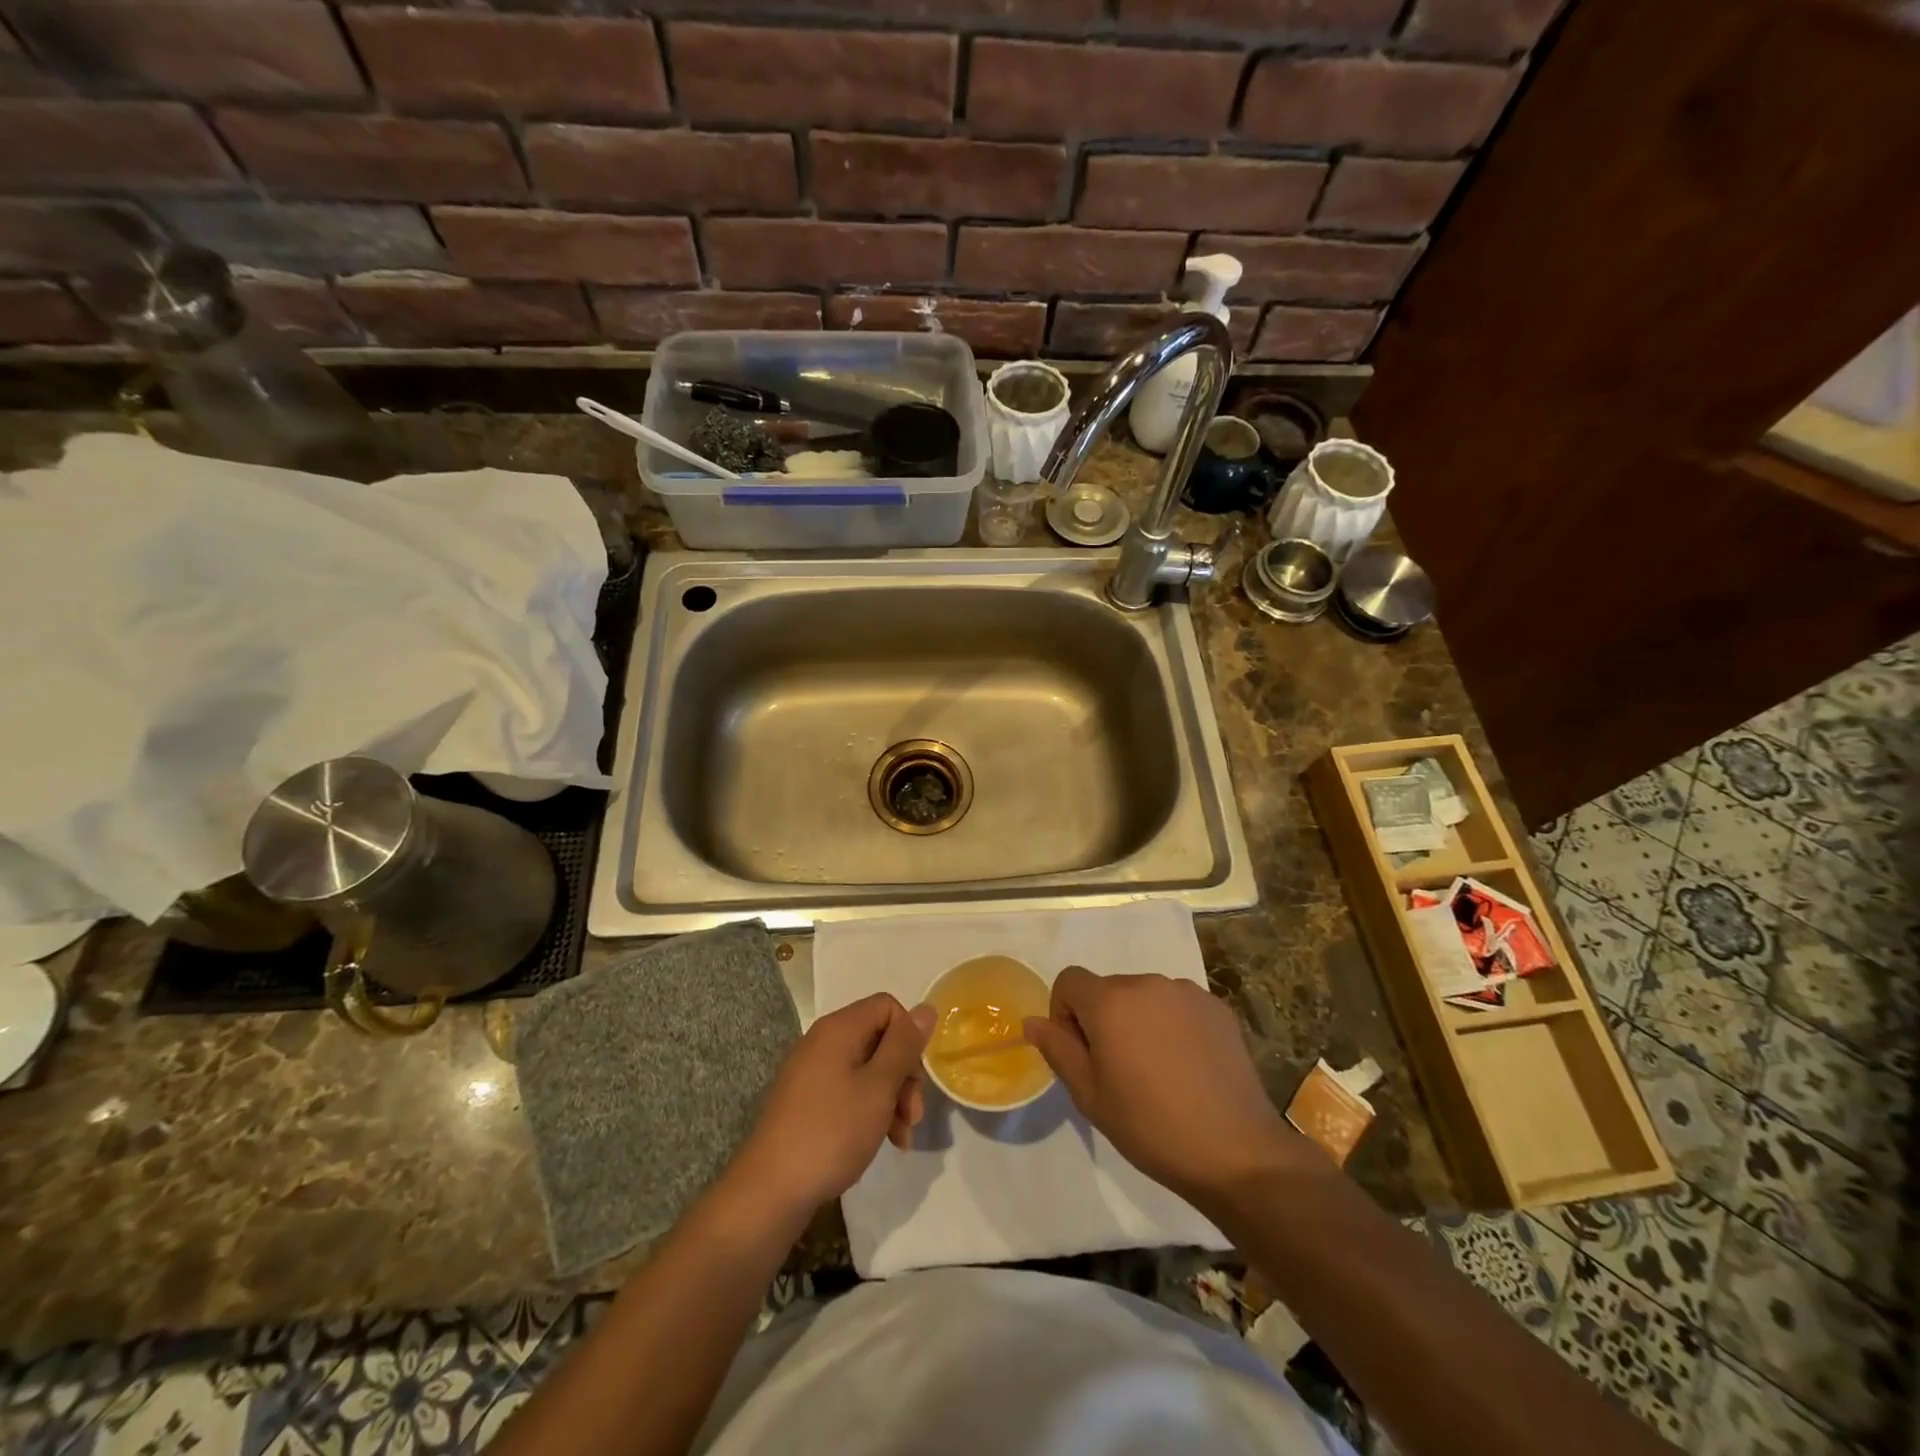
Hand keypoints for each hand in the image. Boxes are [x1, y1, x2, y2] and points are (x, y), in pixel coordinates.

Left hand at [735, 994, 934, 1213]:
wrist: (770, 1190)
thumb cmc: (832, 1132)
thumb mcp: (878, 1087)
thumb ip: (904, 1046)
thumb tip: (926, 1008)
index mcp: (838, 1029)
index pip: (887, 1007)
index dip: (908, 1036)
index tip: (914, 1077)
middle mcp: (822, 1041)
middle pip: (879, 1038)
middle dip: (903, 1074)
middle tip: (912, 1115)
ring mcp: (811, 1071)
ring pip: (866, 1068)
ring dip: (890, 1097)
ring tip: (901, 1138)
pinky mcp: (806, 1100)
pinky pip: (847, 1089)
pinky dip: (868, 1109)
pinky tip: (881, 1141)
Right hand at [1023, 968, 1318, 1205]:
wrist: (1235, 1151)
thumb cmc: (1150, 1126)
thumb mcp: (1090, 1095)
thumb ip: (1057, 1049)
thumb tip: (1033, 1021)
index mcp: (1110, 1001)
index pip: (1069, 980)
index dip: (1064, 1013)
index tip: (1081, 1053)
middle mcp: (1146, 983)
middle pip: (1108, 989)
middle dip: (1103, 1019)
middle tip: (1119, 1071)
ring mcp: (1186, 992)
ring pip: (1144, 996)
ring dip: (1138, 1020)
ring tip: (1157, 1071)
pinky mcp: (1216, 1007)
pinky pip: (1178, 1005)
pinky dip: (1172, 1025)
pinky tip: (1187, 1067)